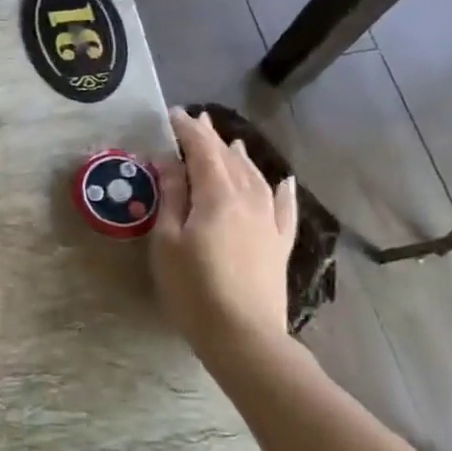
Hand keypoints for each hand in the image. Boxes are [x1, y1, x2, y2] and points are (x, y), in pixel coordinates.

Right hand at [152, 108, 298, 357]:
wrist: (243, 336)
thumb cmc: (193, 288)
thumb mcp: (167, 241)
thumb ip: (171, 197)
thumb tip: (170, 162)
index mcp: (217, 196)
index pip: (202, 151)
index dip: (188, 131)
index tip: (173, 114)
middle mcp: (249, 200)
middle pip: (230, 160)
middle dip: (212, 139)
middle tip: (196, 121)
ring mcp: (269, 222)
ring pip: (257, 178)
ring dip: (241, 158)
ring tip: (232, 143)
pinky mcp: (279, 244)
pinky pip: (284, 208)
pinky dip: (281, 190)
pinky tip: (283, 180)